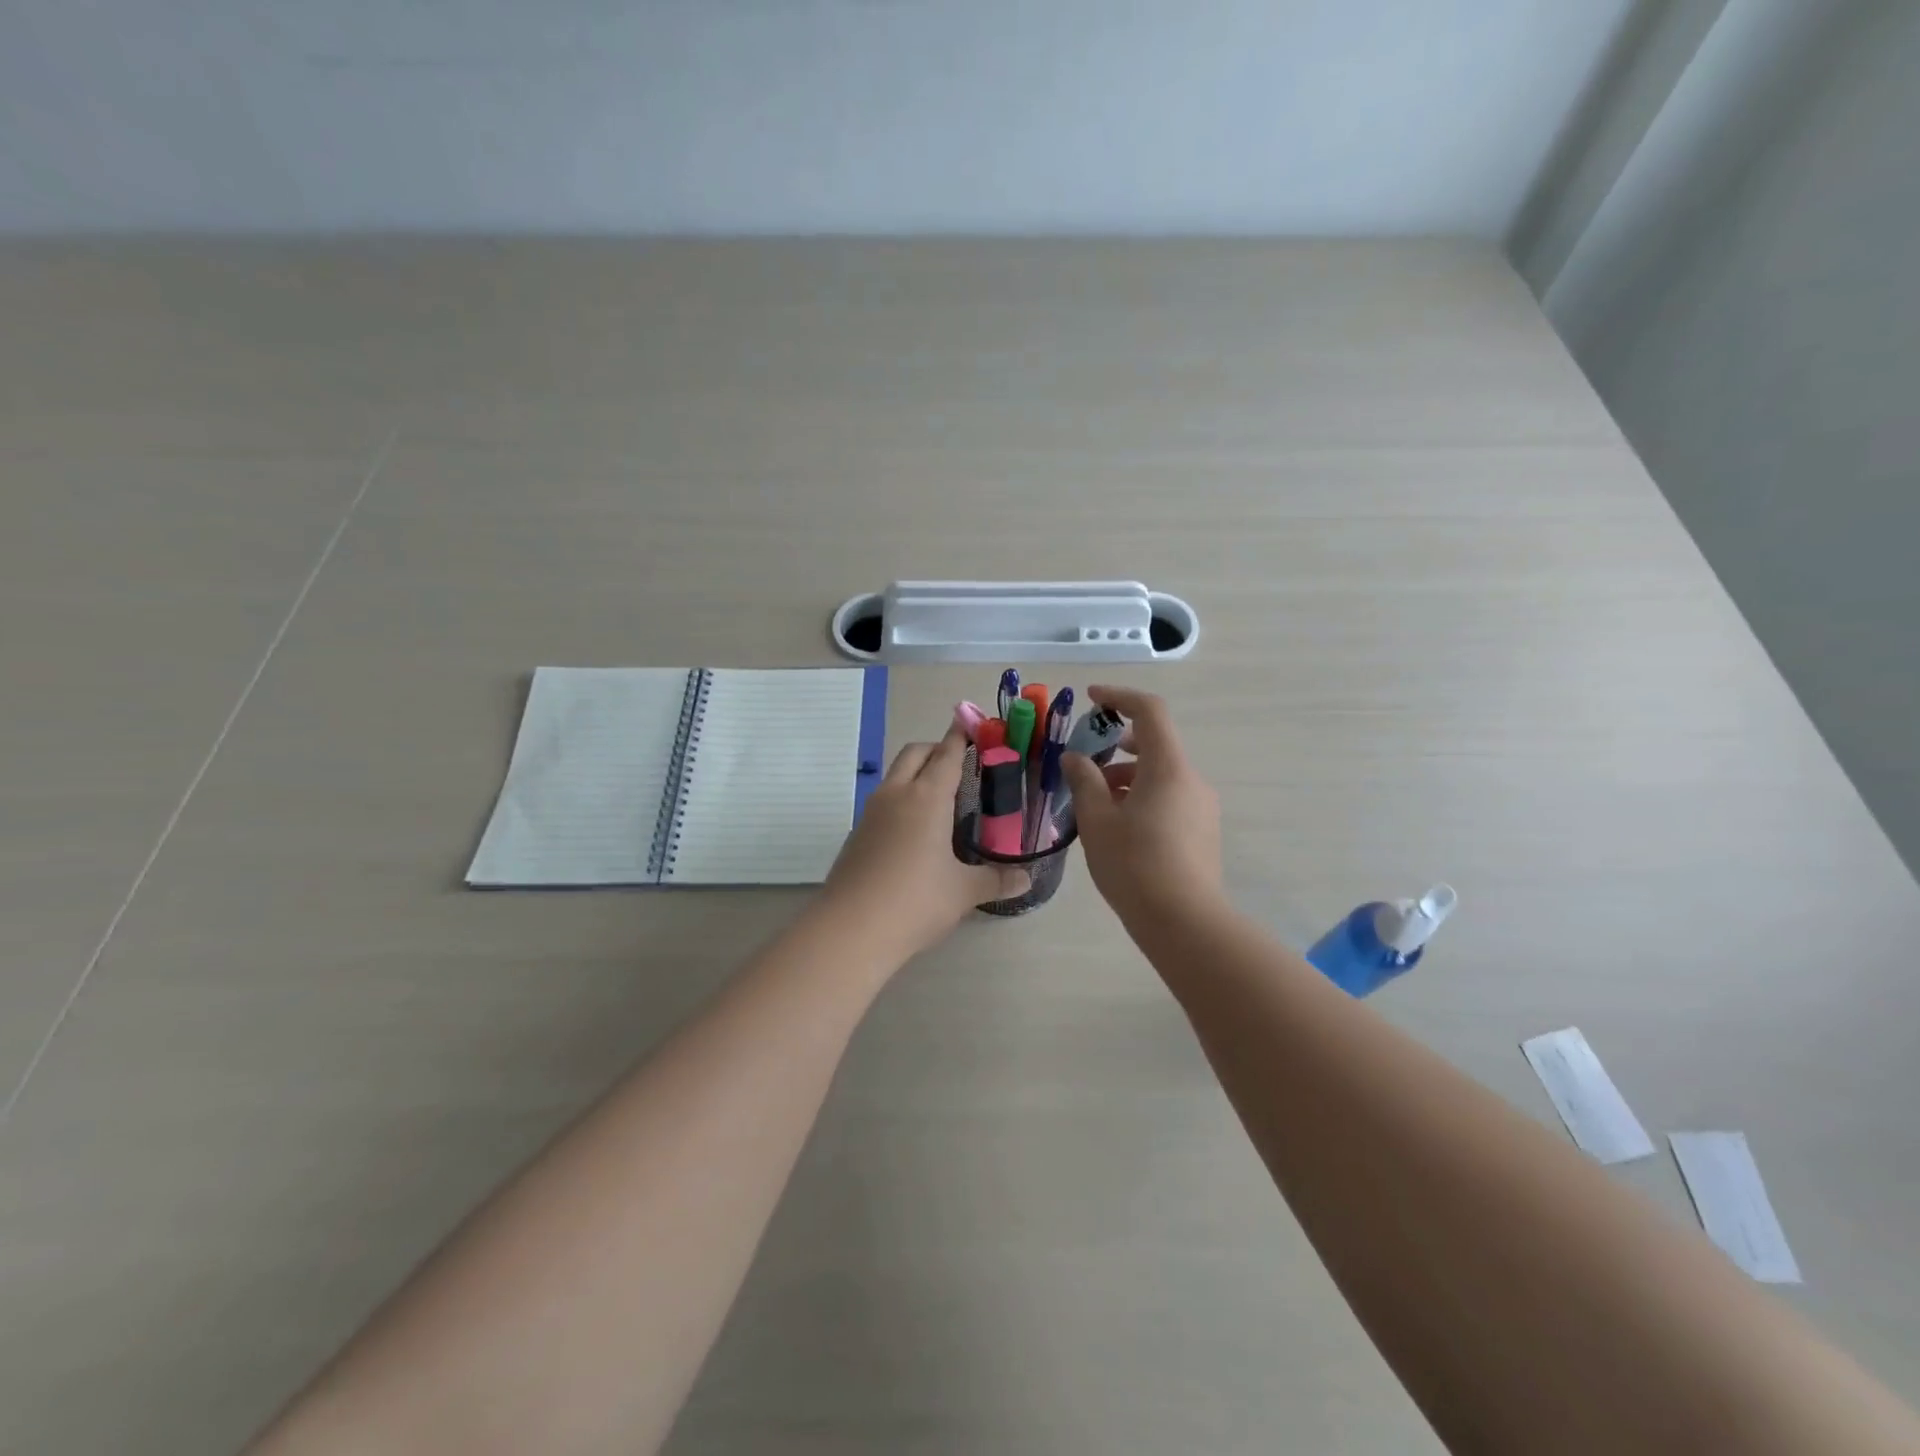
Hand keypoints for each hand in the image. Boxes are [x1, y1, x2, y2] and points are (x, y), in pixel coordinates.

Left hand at [823, 723, 1028, 957]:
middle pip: (915, 753)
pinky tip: (915, 833)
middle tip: (962, 765)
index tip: (973, 724)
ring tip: (942, 801)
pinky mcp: (856, 835)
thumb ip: (996, 880)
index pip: (947, 754)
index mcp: (926, 798)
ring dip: (917, 774)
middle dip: (937, 749)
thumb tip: (1025, 879)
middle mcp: (896, 795)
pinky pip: (883, 803)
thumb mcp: (963, 892)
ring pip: (895, 776)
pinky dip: (902, 801)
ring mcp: (870, 813)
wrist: (850, 930)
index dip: (962, 737)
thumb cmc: (915, 901)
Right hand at [1060, 685, 1223, 922]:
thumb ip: (1084, 781)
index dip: (1120, 697)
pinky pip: (1169, 798)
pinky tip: (1118, 828)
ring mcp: (1201, 807)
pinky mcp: (1202, 832)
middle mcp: (1191, 780)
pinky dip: (1142, 797)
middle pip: (1156, 745)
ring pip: (1161, 775)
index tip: (1091, 699)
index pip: (1150, 712)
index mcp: (1168, 768)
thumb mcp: (1097, 820)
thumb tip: (1075, 758)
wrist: (1184, 923)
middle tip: (1085, 763)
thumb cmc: (1134, 865)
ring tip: (1094, 805)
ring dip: (1127, 777)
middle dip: (1117, 746)